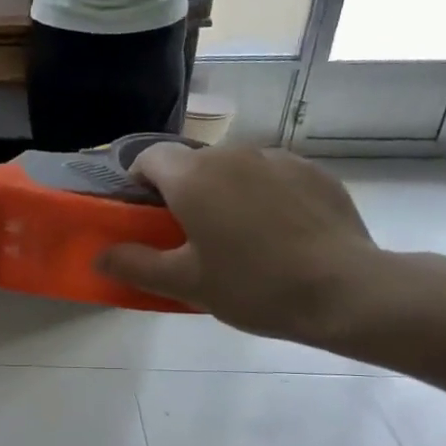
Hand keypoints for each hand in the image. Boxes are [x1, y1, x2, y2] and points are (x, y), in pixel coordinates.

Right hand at [96, 145, 379, 342]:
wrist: (346, 291)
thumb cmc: (253, 285)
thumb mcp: (184, 283)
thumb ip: (134, 264)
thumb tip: (100, 256)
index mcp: (193, 177)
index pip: (149, 157)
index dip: (139, 183)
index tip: (145, 217)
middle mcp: (232, 155)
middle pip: (192, 163)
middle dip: (182, 191)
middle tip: (190, 237)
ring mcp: (278, 159)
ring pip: (233, 168)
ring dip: (224, 192)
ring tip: (239, 237)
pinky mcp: (314, 172)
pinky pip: (271, 176)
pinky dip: (263, 196)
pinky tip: (278, 234)